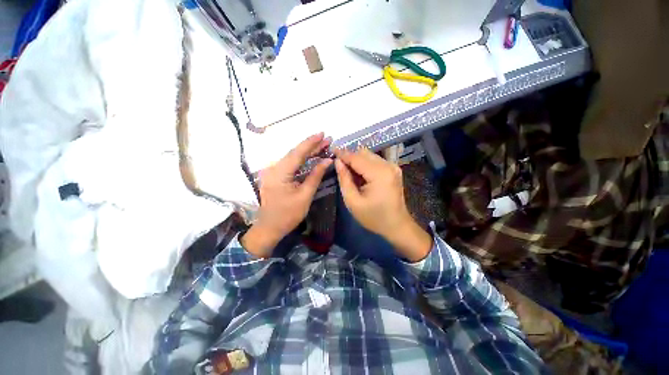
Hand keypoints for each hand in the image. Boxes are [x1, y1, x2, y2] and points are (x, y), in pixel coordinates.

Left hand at [241, 133, 332, 257]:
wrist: (269, 227)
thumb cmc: (288, 214)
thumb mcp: (305, 195)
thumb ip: (315, 175)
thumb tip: (327, 160)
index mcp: (280, 172)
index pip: (298, 153)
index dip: (311, 142)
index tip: (322, 133)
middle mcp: (274, 168)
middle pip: (295, 153)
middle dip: (312, 146)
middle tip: (327, 139)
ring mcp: (273, 171)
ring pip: (292, 157)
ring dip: (307, 152)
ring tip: (322, 146)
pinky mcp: (275, 176)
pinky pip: (290, 164)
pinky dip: (302, 160)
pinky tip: (311, 156)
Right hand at [334, 148, 431, 261]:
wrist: (397, 226)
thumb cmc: (374, 217)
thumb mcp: (353, 202)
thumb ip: (344, 179)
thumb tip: (338, 162)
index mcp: (379, 174)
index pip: (356, 158)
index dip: (342, 154)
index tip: (330, 151)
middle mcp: (388, 165)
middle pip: (363, 153)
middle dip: (349, 157)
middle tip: (338, 166)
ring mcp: (393, 166)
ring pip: (369, 155)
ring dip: (357, 161)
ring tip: (348, 173)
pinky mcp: (393, 170)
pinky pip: (375, 161)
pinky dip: (365, 165)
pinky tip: (360, 176)